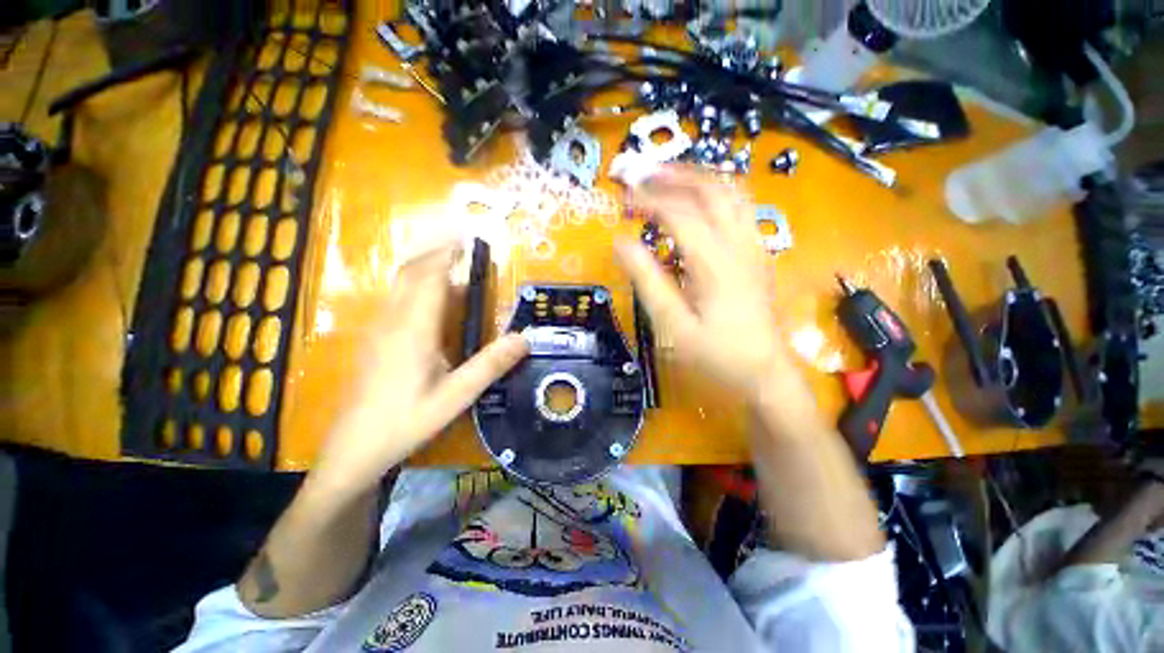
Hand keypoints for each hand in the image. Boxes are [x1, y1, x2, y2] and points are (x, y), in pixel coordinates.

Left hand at [306, 243, 527, 503]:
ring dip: (425, 268)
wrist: (353, 449)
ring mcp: (379, 329)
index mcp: (413, 330)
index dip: (448, 255)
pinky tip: (431, 301)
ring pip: (400, 284)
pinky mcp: (375, 339)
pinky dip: (416, 286)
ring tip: (452, 266)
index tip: (467, 240)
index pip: (430, 278)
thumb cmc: (406, 422)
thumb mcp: (455, 396)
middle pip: (411, 273)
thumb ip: (489, 365)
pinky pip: (396, 299)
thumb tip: (524, 338)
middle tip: (462, 246)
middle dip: (435, 253)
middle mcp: (393, 321)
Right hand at [614, 167, 793, 402]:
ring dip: (696, 177)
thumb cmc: (716, 354)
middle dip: (672, 174)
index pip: (679, 213)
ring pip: (730, 192)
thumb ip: (647, 281)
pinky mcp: (757, 253)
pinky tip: (698, 201)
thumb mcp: (673, 326)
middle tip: (641, 172)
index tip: (622, 197)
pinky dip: (714, 193)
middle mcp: (739, 244)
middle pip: (709, 189)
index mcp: (715, 262)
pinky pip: (740, 207)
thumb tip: (621, 243)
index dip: (648, 200)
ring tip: (666, 176)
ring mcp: (754, 245)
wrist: (765, 373)